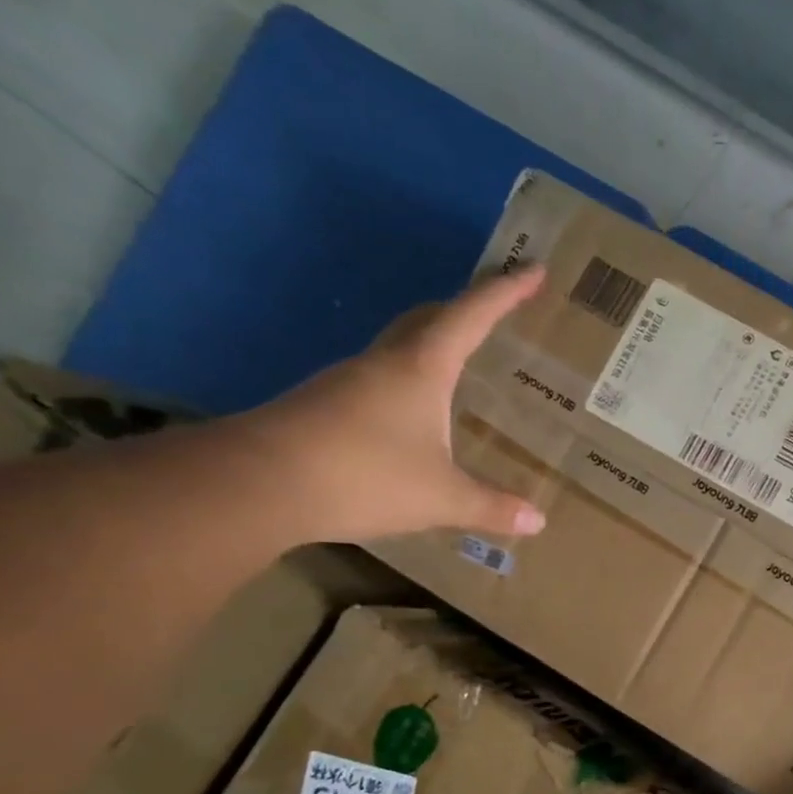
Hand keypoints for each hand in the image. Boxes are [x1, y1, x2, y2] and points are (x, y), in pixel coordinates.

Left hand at [243, 268, 548, 543]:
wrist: (255, 485)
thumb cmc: (362, 476)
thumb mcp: (441, 497)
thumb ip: (492, 507)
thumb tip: (538, 522)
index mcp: (420, 369)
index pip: (471, 316)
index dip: (505, 292)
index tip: (534, 270)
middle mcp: (382, 363)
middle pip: (427, 319)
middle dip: (464, 309)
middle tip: (495, 311)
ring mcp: (346, 383)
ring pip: (398, 347)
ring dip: (431, 344)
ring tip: (459, 363)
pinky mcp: (323, 407)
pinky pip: (377, 378)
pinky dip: (407, 379)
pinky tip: (412, 412)